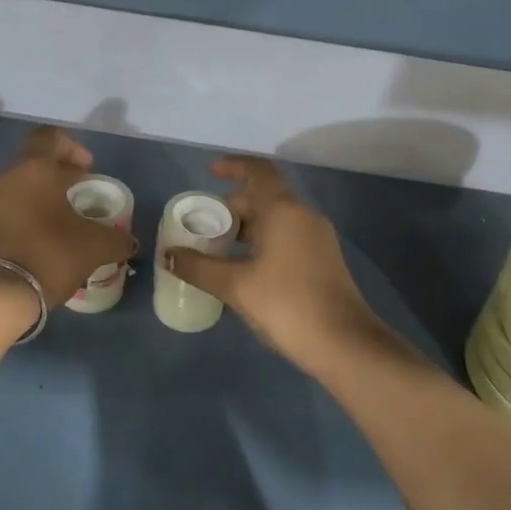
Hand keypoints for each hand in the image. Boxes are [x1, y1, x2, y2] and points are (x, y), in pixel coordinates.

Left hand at [0, 127, 134, 308]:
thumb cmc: (50, 255)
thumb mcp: (95, 247)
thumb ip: (116, 239)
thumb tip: (128, 241)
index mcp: (34, 170)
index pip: (50, 138)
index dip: (72, 148)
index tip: (88, 169)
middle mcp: (6, 177)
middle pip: (34, 163)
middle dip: (58, 175)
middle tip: (80, 195)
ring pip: (19, 187)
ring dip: (41, 197)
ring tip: (63, 221)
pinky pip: (8, 210)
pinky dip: (26, 216)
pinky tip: (43, 239)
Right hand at [164, 157, 384, 375]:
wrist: (343, 343)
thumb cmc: (285, 304)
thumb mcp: (235, 286)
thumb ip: (198, 267)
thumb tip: (167, 255)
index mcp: (283, 210)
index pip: (258, 171)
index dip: (233, 166)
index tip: (210, 172)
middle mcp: (304, 216)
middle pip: (265, 195)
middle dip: (233, 205)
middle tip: (205, 225)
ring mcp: (318, 238)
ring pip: (277, 218)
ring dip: (248, 226)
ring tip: (220, 247)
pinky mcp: (323, 260)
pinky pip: (288, 236)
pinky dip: (263, 240)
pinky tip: (246, 267)